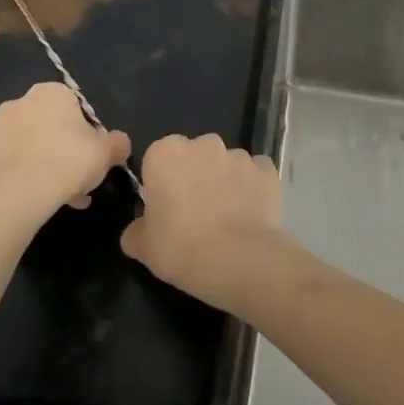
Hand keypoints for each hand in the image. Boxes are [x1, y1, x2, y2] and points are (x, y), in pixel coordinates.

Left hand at [0, 83, 130, 218]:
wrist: (16, 193)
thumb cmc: (67, 162)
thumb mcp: (105, 154)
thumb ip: (116, 143)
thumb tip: (120, 142)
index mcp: (50, 94)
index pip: (70, 107)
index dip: (81, 133)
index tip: (87, 157)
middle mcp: (16, 103)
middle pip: (41, 125)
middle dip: (55, 149)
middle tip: (69, 181)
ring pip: (17, 146)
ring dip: (30, 163)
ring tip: (45, 196)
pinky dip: (4, 178)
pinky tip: (18, 199)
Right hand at [121, 134, 285, 312]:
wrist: (237, 260)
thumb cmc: (180, 248)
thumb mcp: (142, 247)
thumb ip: (136, 230)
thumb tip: (138, 230)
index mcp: (165, 153)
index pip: (158, 158)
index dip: (162, 182)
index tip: (165, 208)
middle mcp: (203, 144)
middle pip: (195, 155)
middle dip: (194, 175)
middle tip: (195, 212)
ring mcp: (239, 155)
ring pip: (226, 164)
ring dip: (225, 181)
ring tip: (227, 217)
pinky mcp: (267, 170)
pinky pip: (256, 174)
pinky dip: (253, 188)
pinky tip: (251, 213)